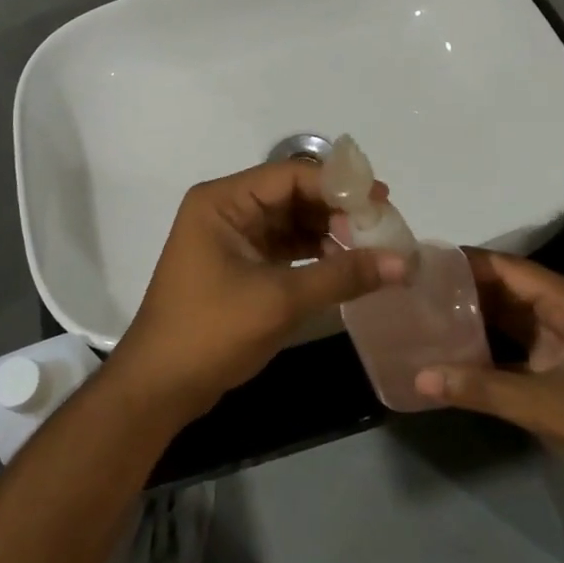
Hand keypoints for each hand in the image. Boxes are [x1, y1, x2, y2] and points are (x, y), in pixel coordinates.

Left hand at [110, 160, 407, 420]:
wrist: (159, 386)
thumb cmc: (211, 331)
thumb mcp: (280, 300)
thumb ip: (342, 275)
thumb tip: (404, 263)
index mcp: (224, 201)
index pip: (292, 175)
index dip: (339, 186)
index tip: (382, 203)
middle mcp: (227, 209)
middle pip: (294, 194)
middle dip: (338, 210)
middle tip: (383, 228)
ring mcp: (233, 237)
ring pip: (292, 221)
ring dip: (330, 232)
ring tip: (372, 250)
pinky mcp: (240, 264)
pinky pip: (285, 247)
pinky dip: (315, 254)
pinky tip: (346, 267)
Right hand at [412, 252, 563, 485]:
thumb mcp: (539, 403)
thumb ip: (479, 388)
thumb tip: (420, 378)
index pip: (509, 268)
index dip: (468, 264)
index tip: (425, 263)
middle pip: (509, 288)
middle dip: (467, 289)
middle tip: (418, 289)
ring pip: (512, 314)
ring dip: (476, 316)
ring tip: (428, 312)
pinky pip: (519, 340)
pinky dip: (491, 343)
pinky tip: (456, 348)